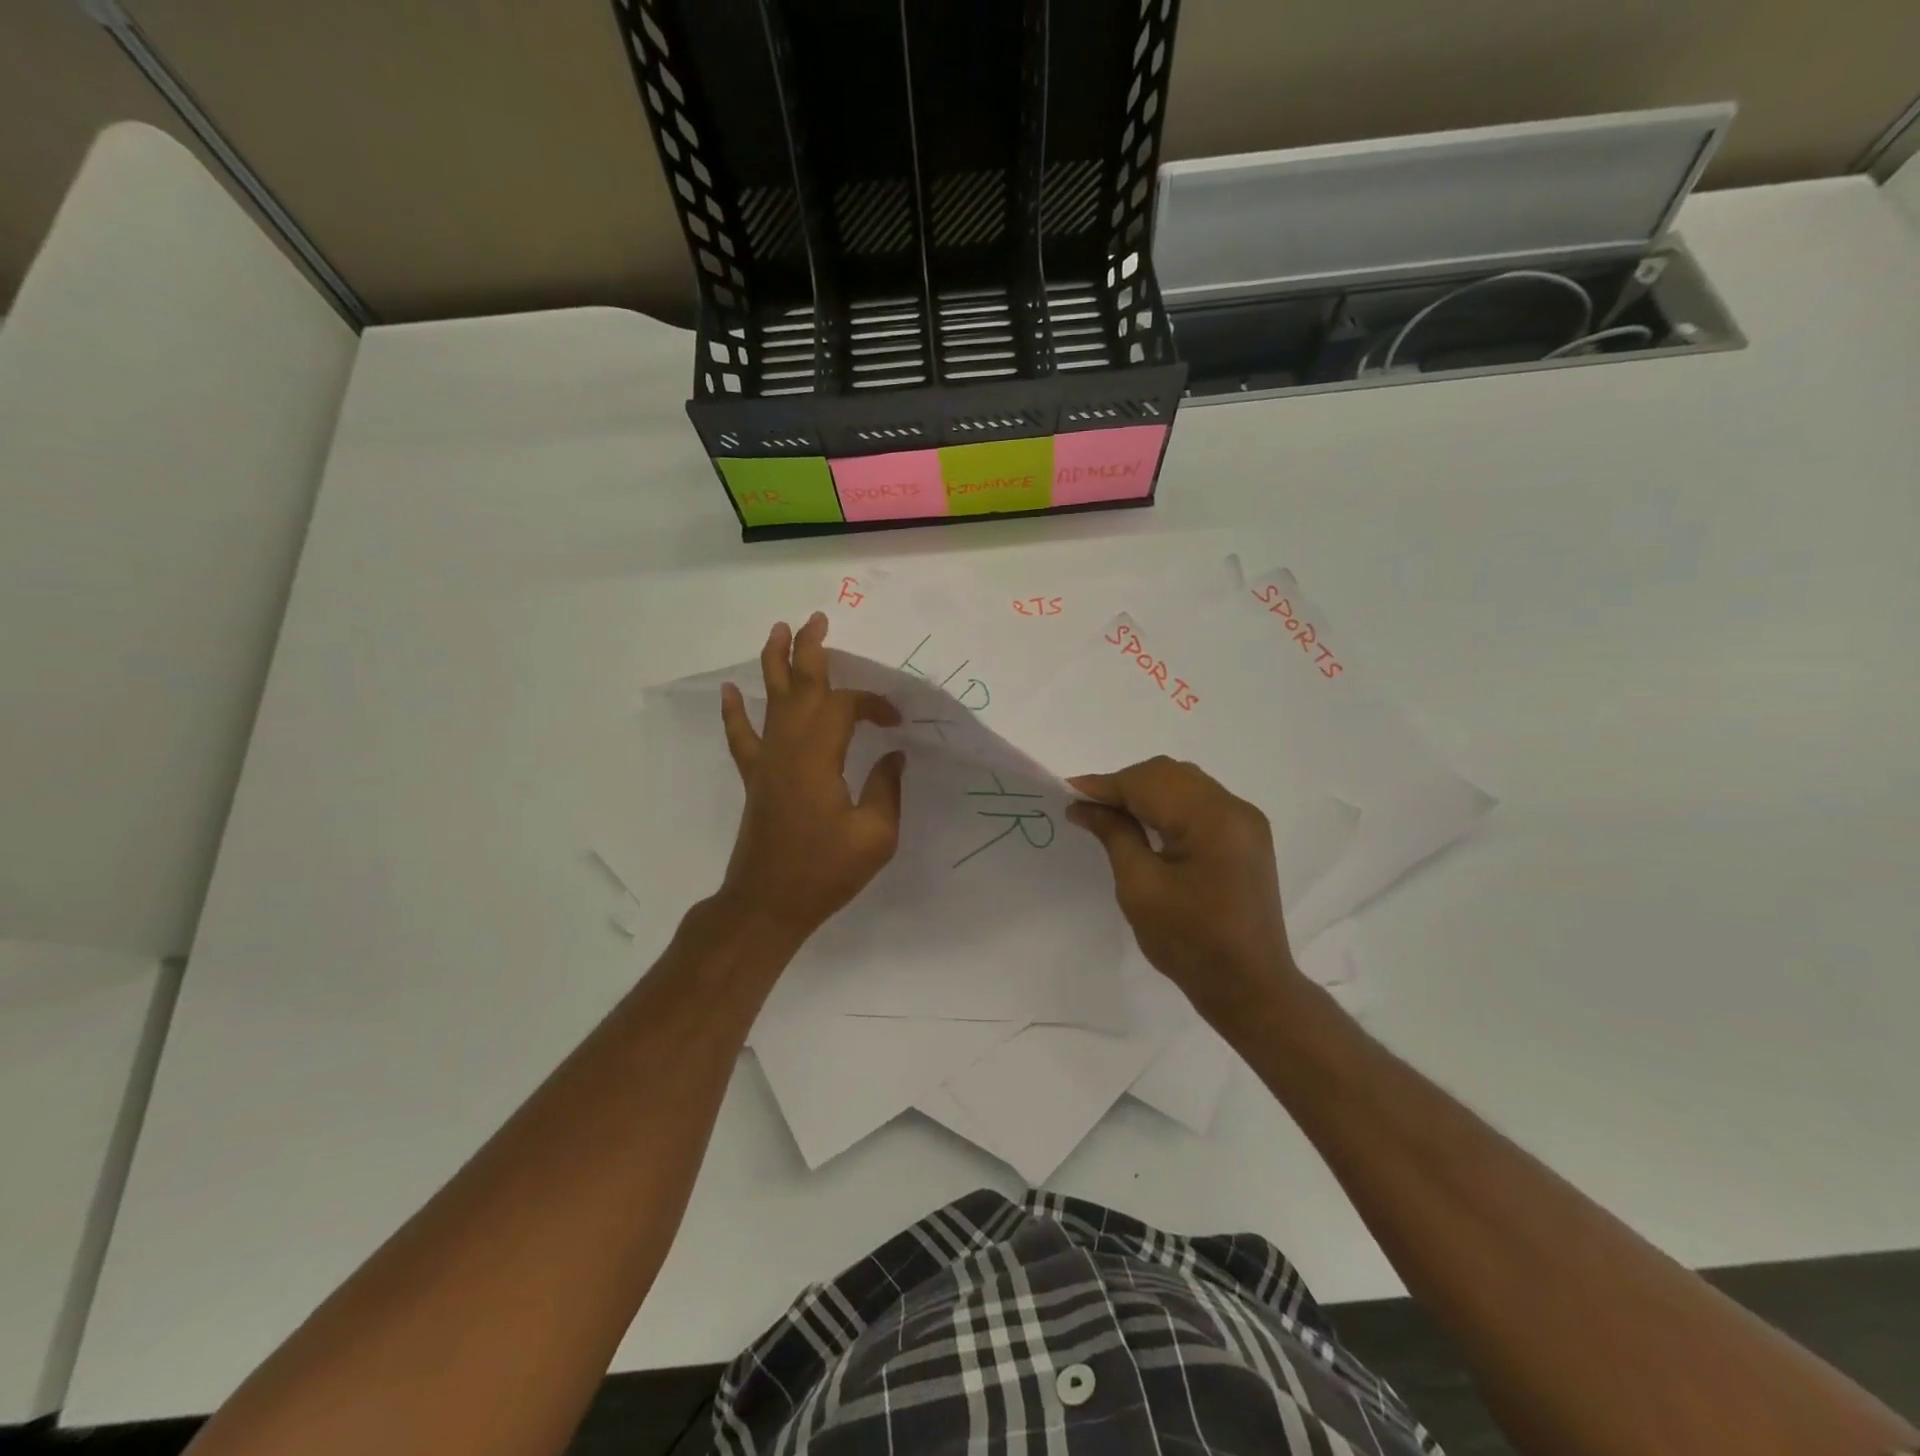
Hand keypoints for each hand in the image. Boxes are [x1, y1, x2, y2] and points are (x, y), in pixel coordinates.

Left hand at [717, 613, 904, 939]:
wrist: (768, 903)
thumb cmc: (825, 872)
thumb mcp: (875, 835)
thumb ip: (886, 789)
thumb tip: (895, 757)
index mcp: (820, 757)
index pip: (846, 707)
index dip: (873, 704)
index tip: (896, 722)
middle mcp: (788, 748)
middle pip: (798, 686)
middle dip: (810, 650)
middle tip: (817, 619)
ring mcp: (766, 762)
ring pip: (769, 700)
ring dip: (775, 663)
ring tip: (779, 631)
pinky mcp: (755, 779)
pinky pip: (742, 737)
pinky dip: (734, 712)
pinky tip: (729, 691)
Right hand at [1067, 757, 1302, 1024]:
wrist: (1249, 987)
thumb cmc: (1189, 943)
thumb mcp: (1140, 889)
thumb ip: (1114, 835)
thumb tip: (1083, 805)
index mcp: (1212, 820)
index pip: (1148, 783)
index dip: (1104, 786)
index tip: (1066, 792)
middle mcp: (1235, 809)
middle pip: (1168, 774)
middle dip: (1124, 785)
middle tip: (1087, 808)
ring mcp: (1245, 821)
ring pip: (1183, 783)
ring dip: (1144, 792)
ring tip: (1110, 815)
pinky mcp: (1245, 836)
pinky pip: (1199, 802)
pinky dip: (1166, 805)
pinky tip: (1144, 824)